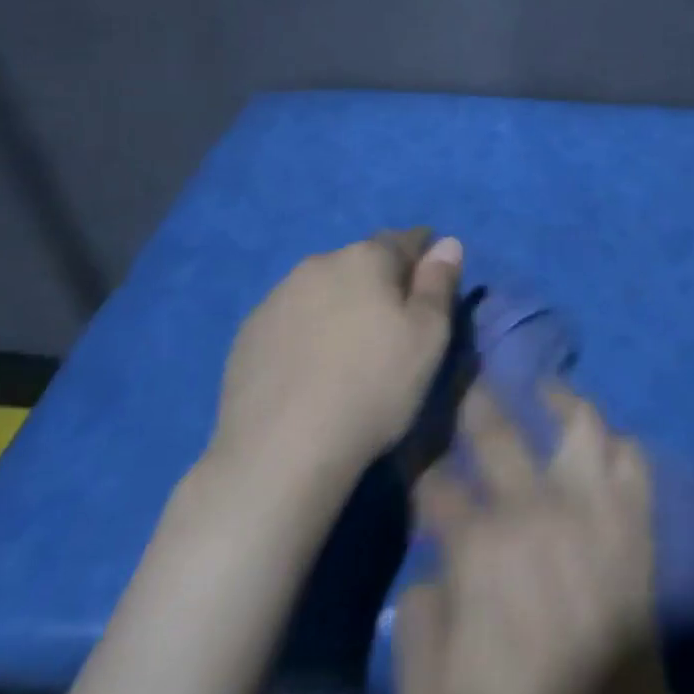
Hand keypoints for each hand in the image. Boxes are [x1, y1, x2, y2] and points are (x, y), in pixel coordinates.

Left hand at [209, 229, 460, 494]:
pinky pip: (292, 320)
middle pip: (363, 262)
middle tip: (393, 330)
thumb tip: (447, 242)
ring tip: (349, 354)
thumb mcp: (429, 336)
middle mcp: (318, 263)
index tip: (432, 296)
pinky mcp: (247, 335)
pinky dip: (307, 332)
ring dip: (341, 306)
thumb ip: (439, 282)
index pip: (407, 240)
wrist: (279, 453)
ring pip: (324, 289)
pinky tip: (311, 372)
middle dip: (381, 283)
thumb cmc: (373, 387)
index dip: (426, 262)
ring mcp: (276, 298)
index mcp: (366, 256)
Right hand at [395, 384, 693, 693]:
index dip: (421, 469)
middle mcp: (534, 506)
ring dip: (560, 399)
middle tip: (469, 380)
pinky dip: (618, 443)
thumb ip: (415, 624)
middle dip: (476, 401)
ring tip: (546, 389)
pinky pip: (632, 458)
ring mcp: (591, 505)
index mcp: (479, 545)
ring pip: (579, 423)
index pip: (437, 484)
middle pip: (497, 432)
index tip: (418, 457)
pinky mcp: (633, 517)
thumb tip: (431, 573)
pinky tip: (602, 441)